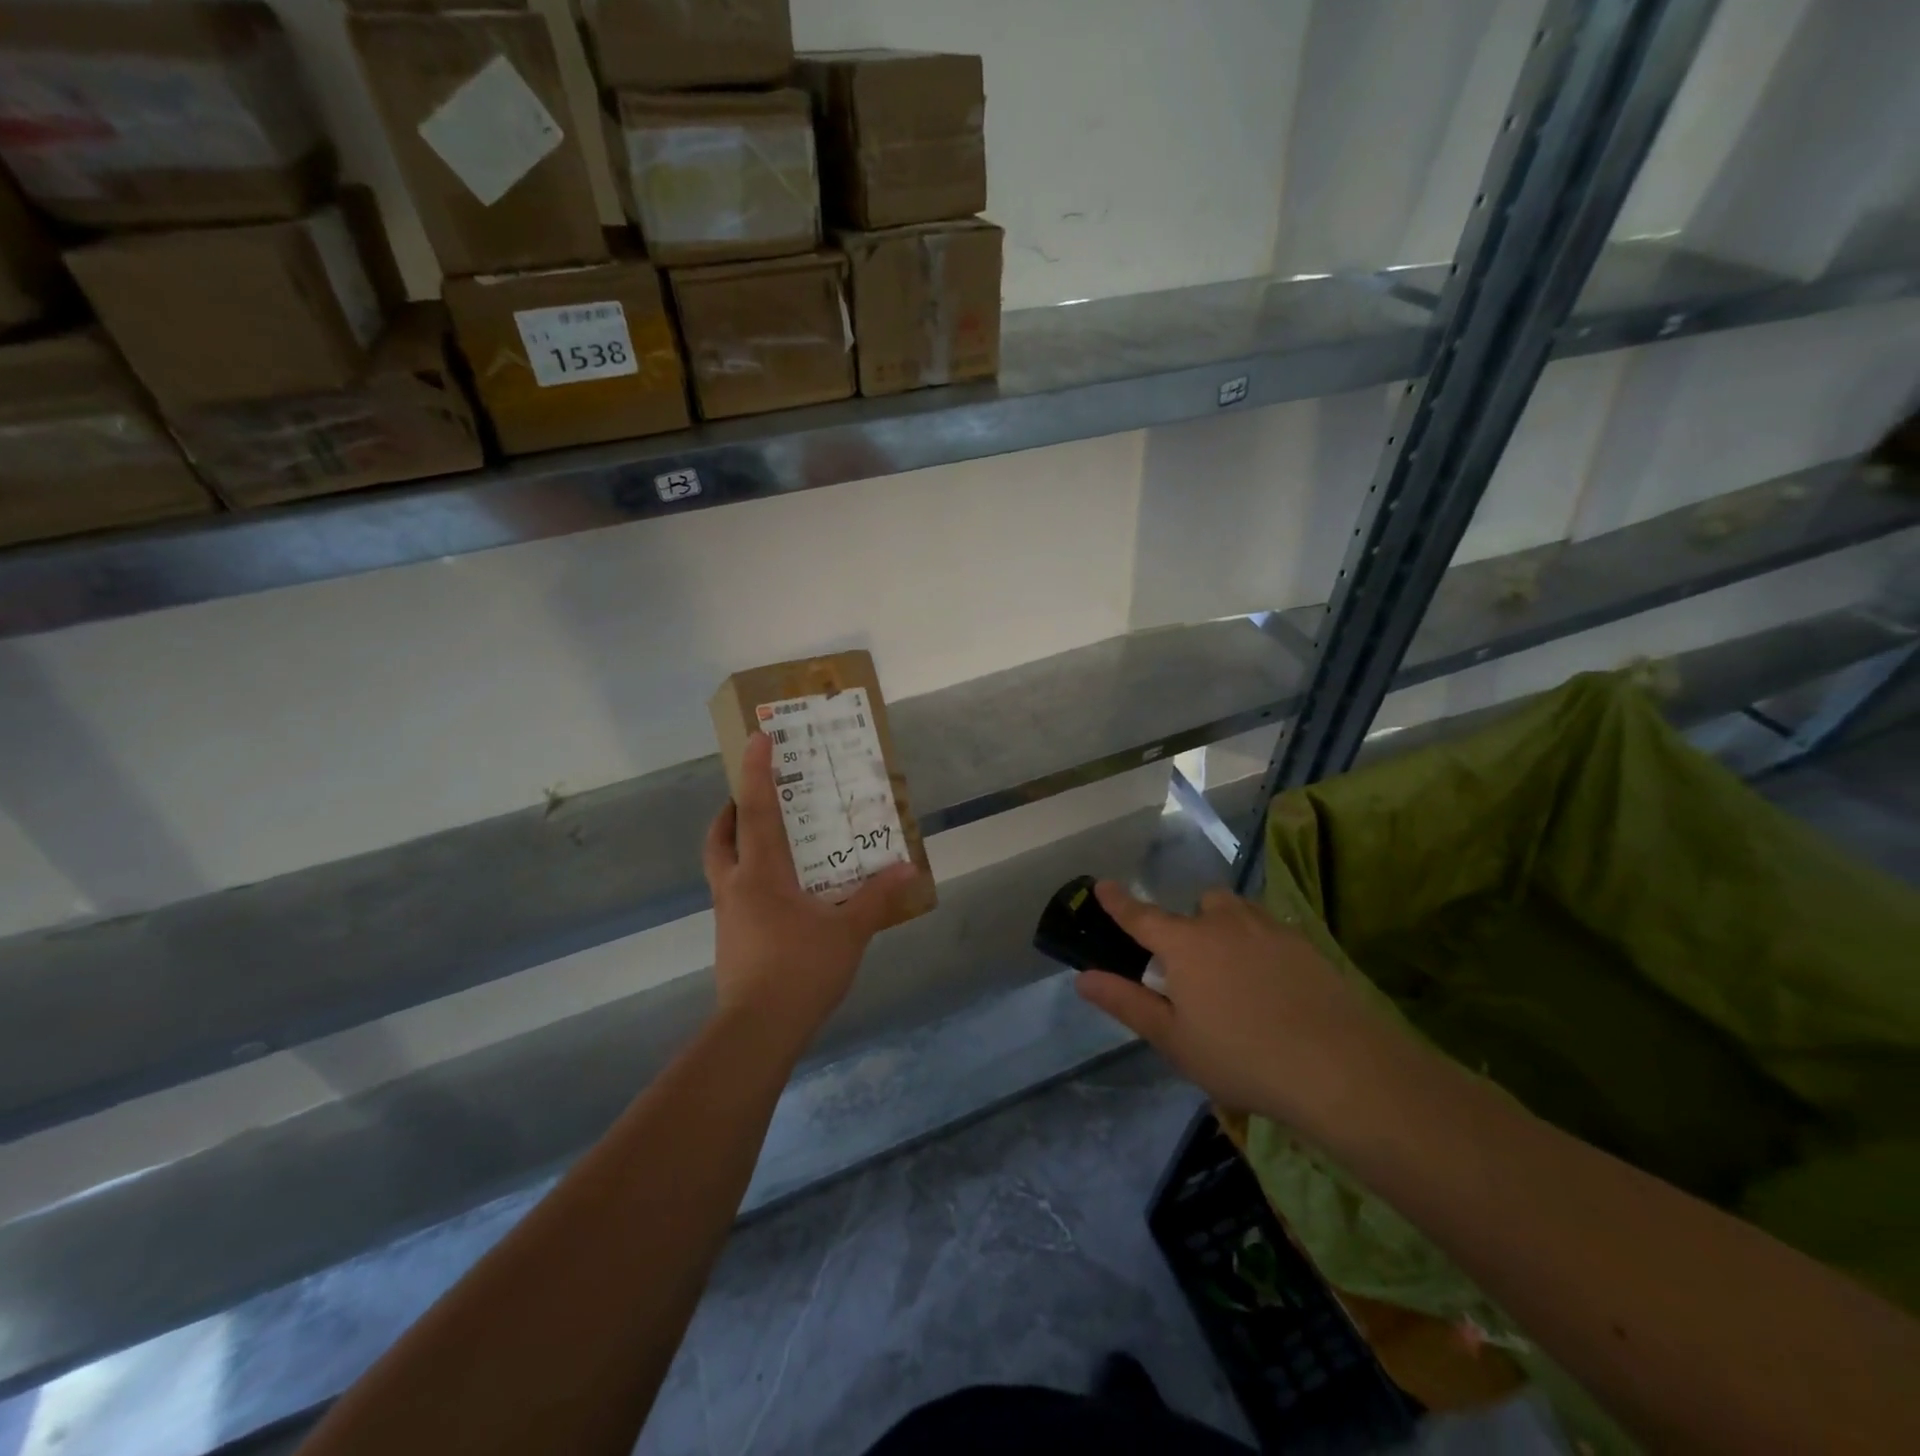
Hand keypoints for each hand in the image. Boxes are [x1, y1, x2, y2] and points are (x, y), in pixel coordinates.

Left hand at [703, 732, 922, 1054]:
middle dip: (731, 810)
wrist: (757, 1031)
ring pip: (721, 865)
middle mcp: (736, 886)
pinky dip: (749, 877)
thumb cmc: (800, 969)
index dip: (755, 770)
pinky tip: (781, 894)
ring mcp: (727, 915)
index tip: (757, 737)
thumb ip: (877, 897)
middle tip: (755, 797)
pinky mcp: (730, 939)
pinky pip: (734, 892)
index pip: (755, 809)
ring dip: (736, 843)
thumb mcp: (849, 932)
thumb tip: (908, 867)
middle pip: (720, 836)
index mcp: (761, 873)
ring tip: (769, 840)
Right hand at [1074, 882, 1421, 1137]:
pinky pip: (1271, 932)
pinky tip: (1276, 989)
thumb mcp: (1174, 1040)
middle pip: (1198, 906)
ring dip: (1227, 930)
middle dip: (1190, 925)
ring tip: (1237, 976)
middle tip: (1195, 970)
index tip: (1102, 884)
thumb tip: (1083, 978)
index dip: (1118, 901)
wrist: (1341, 1068)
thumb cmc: (1242, 1057)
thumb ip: (1126, 1003)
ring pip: (1237, 913)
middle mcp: (1224, 923)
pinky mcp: (1307, 944)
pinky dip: (1262, 947)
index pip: (1141, 915)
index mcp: (1185, 943)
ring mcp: (1269, 929)